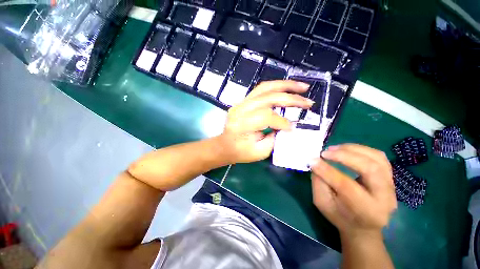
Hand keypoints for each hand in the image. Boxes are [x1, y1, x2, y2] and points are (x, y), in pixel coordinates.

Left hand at [217, 80, 312, 163]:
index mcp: (242, 125)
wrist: (225, 145)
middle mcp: (241, 109)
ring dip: (285, 85)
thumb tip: (287, 125)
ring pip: (265, 87)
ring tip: (302, 87)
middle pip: (268, 97)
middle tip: (308, 101)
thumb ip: (275, 138)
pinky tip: (287, 88)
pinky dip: (276, 87)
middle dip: (291, 98)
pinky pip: (261, 89)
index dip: (282, 122)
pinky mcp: (243, 100)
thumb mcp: (260, 151)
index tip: (292, 128)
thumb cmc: (241, 152)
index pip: (266, 116)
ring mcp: (241, 102)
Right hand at [310, 144, 396, 238]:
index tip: (313, 160)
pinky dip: (361, 149)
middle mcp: (384, 198)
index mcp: (366, 210)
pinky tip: (346, 150)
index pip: (347, 186)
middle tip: (325, 153)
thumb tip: (315, 162)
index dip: (327, 171)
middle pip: (369, 168)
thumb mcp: (322, 203)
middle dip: (344, 156)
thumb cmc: (339, 216)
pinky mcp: (390, 177)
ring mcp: (391, 186)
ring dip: (352, 149)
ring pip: (376, 158)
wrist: (363, 226)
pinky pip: (379, 157)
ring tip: (333, 149)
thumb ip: (318, 182)